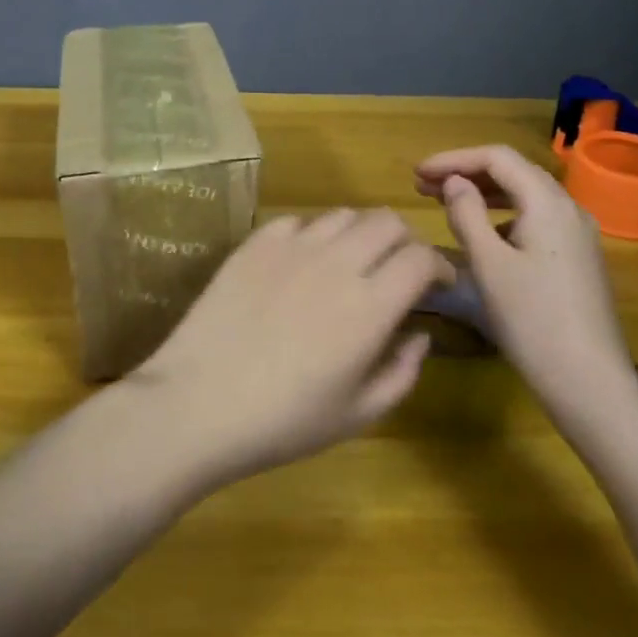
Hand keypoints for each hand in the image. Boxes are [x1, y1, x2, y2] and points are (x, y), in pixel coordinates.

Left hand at [127, 209, 451, 486]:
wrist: (199, 402)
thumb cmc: (284, 421)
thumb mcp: (359, 414)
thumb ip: (402, 371)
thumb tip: (420, 334)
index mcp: (370, 305)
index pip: (420, 256)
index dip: (438, 264)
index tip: (437, 283)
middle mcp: (336, 262)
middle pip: (387, 221)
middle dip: (405, 241)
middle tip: (400, 269)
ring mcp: (292, 246)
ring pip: (344, 215)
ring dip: (361, 233)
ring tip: (353, 262)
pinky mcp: (255, 243)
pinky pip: (298, 221)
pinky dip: (314, 235)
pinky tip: (305, 262)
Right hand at [414, 145, 637, 426]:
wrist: (589, 382)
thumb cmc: (532, 320)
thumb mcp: (488, 264)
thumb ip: (466, 214)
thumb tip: (454, 182)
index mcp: (548, 203)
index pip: (497, 158)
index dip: (454, 159)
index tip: (418, 173)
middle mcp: (568, 209)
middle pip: (513, 172)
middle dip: (467, 173)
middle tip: (423, 186)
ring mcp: (577, 235)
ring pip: (525, 196)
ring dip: (483, 193)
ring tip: (445, 203)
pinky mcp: (577, 258)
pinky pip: (535, 219)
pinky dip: (502, 215)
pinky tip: (481, 234)